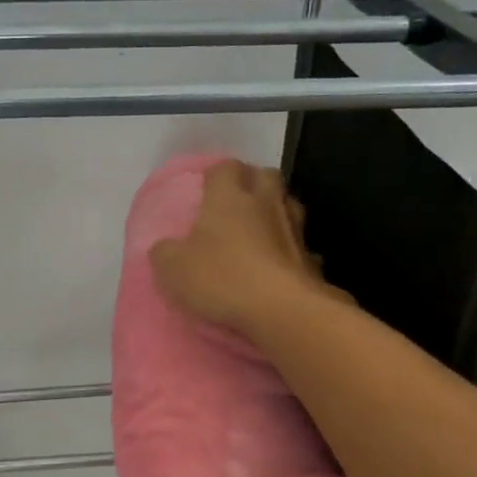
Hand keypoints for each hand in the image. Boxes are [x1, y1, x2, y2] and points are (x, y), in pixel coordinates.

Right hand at [148, 160, 330, 335]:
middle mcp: (265, 203)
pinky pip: (300, 245)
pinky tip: (279, 265)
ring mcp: (294, 228)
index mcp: (228, 197)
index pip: (224, 168)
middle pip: (264, 175)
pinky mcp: (311, 258)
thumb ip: (164, 253)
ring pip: (287, 205)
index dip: (215, 176)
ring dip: (274, 212)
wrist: (281, 309)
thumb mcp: (173, 269)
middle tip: (235, 203)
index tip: (204, 191)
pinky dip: (290, 250)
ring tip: (258, 231)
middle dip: (251, 182)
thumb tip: (164, 247)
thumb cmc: (222, 278)